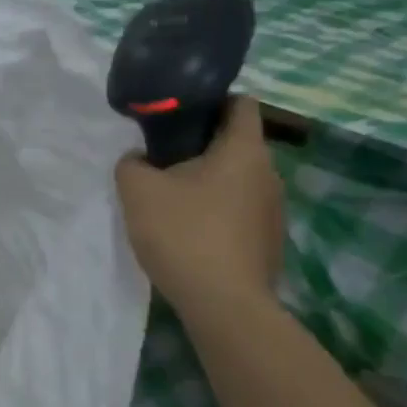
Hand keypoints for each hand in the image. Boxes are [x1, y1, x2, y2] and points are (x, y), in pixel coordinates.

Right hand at [115, 97, 283, 318]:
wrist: (224, 306)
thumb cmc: (184, 233)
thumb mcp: (137, 190)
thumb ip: (132, 163)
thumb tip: (141, 160)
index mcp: (244, 150)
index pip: (239, 103)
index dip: (209, 100)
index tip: (177, 114)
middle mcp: (269, 174)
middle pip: (235, 144)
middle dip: (200, 146)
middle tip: (161, 158)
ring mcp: (274, 211)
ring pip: (237, 180)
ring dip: (207, 182)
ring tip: (171, 199)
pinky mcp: (269, 243)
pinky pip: (239, 212)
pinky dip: (216, 213)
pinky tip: (189, 233)